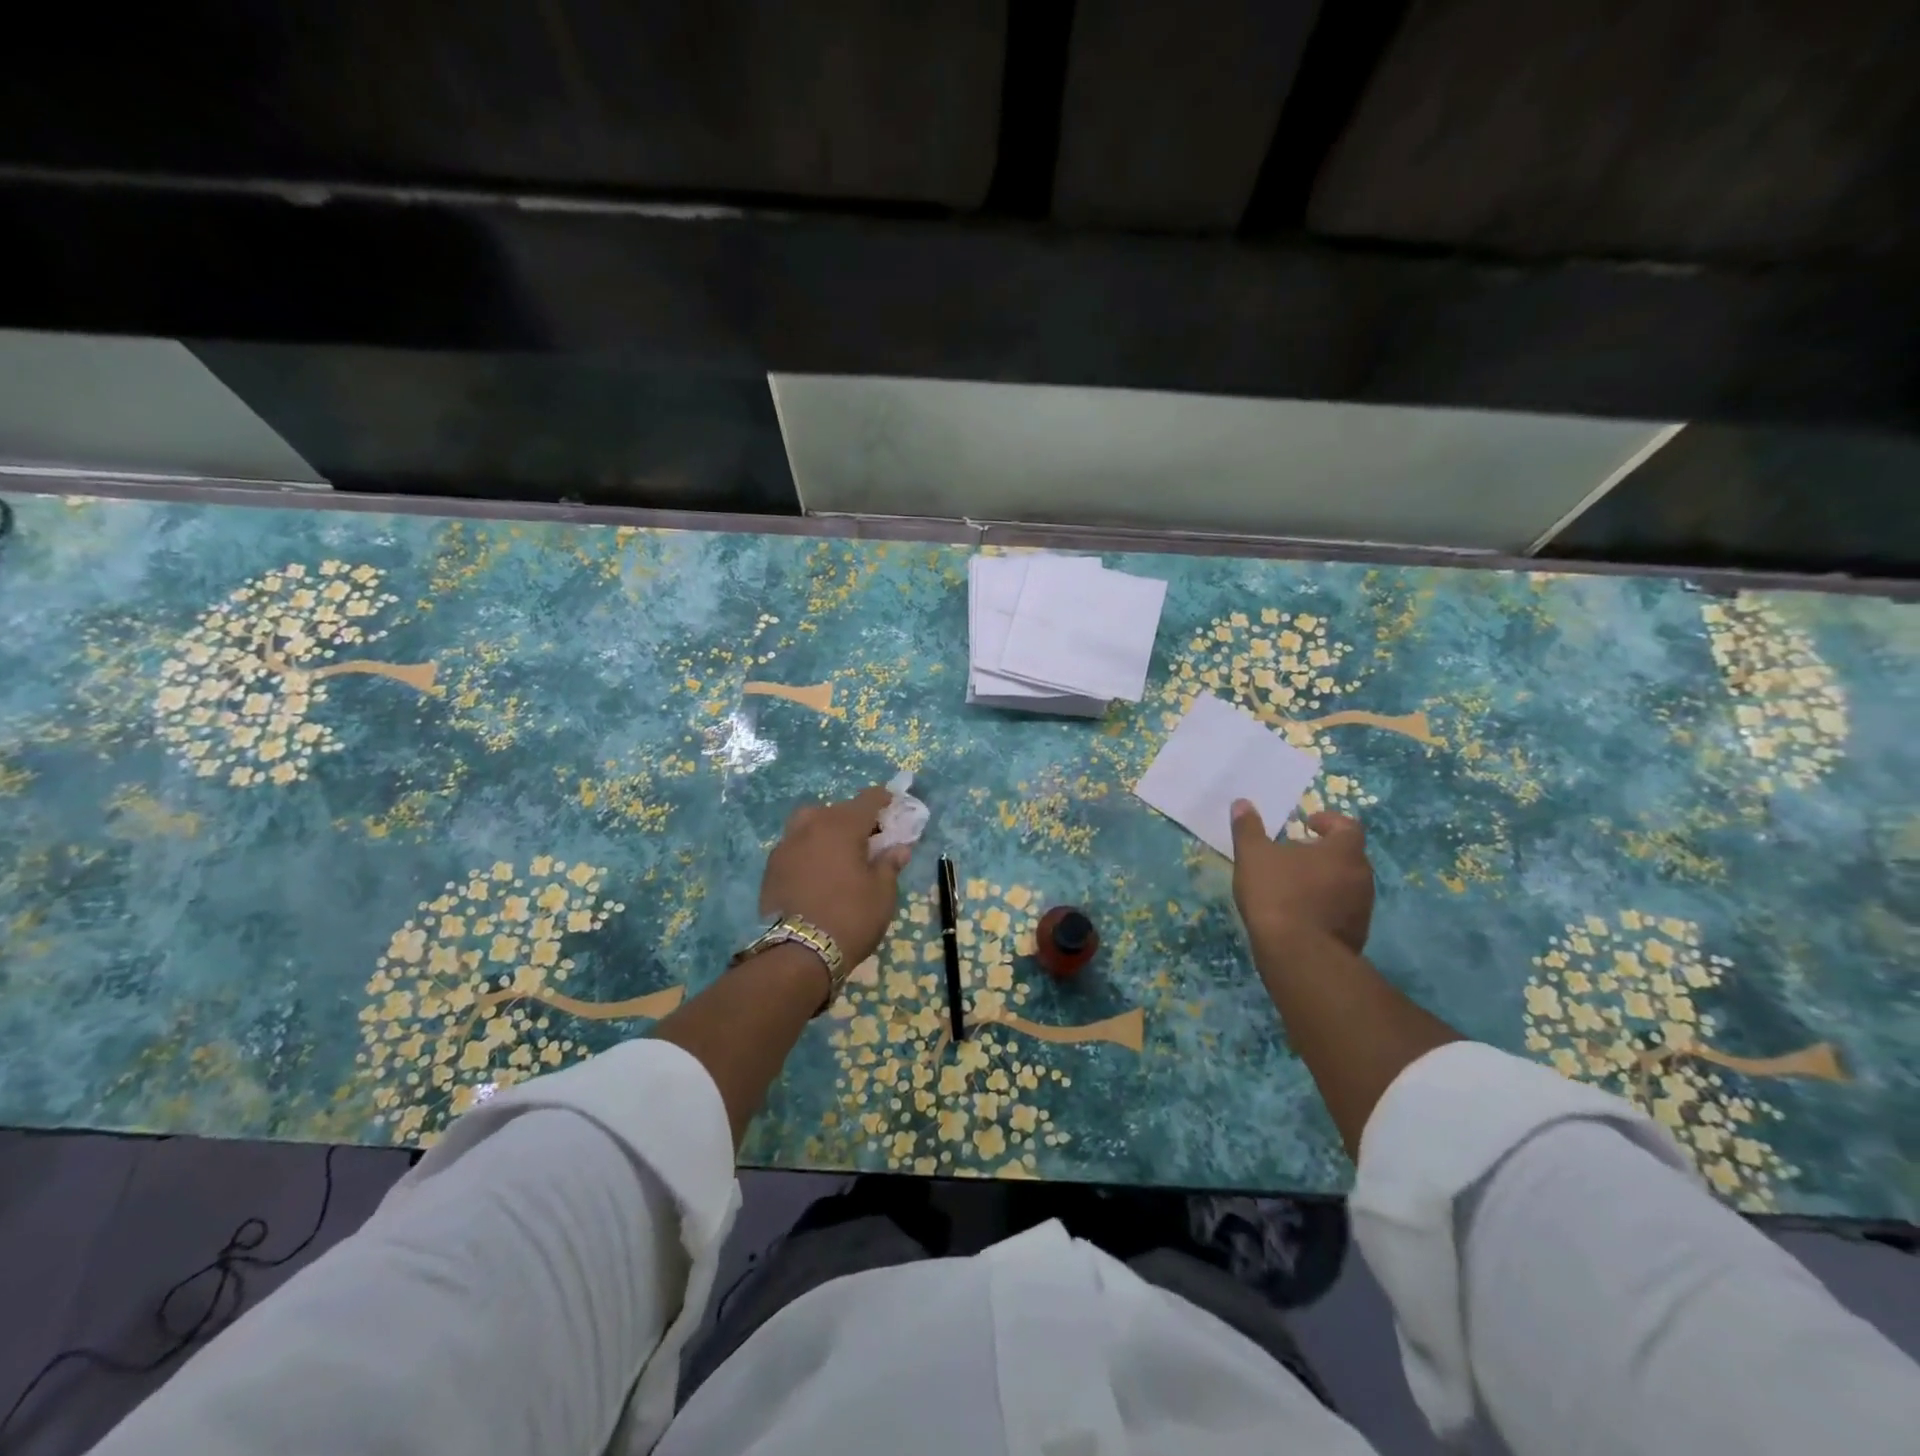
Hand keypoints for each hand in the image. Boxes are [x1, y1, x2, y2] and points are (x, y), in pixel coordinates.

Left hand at [759, 786, 911, 966]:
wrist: (798, 954)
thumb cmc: (851, 917)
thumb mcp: (882, 893)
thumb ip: (889, 864)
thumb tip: (898, 848)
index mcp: (842, 826)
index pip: (867, 800)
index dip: (882, 799)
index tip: (892, 804)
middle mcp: (811, 826)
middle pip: (836, 810)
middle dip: (854, 818)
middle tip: (868, 838)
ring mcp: (786, 846)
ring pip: (809, 824)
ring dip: (826, 830)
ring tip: (838, 852)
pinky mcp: (771, 868)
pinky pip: (795, 846)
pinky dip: (809, 850)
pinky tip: (817, 872)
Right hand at [1229, 800, 1374, 955]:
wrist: (1298, 954)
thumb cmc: (1277, 894)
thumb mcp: (1253, 855)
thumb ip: (1248, 828)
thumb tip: (1242, 802)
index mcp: (1344, 851)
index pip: (1348, 826)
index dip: (1329, 821)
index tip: (1306, 824)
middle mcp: (1362, 876)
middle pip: (1349, 855)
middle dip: (1325, 851)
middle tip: (1297, 852)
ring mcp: (1363, 908)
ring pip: (1347, 884)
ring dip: (1326, 879)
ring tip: (1296, 883)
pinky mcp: (1357, 934)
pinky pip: (1343, 910)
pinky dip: (1326, 905)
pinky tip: (1300, 912)